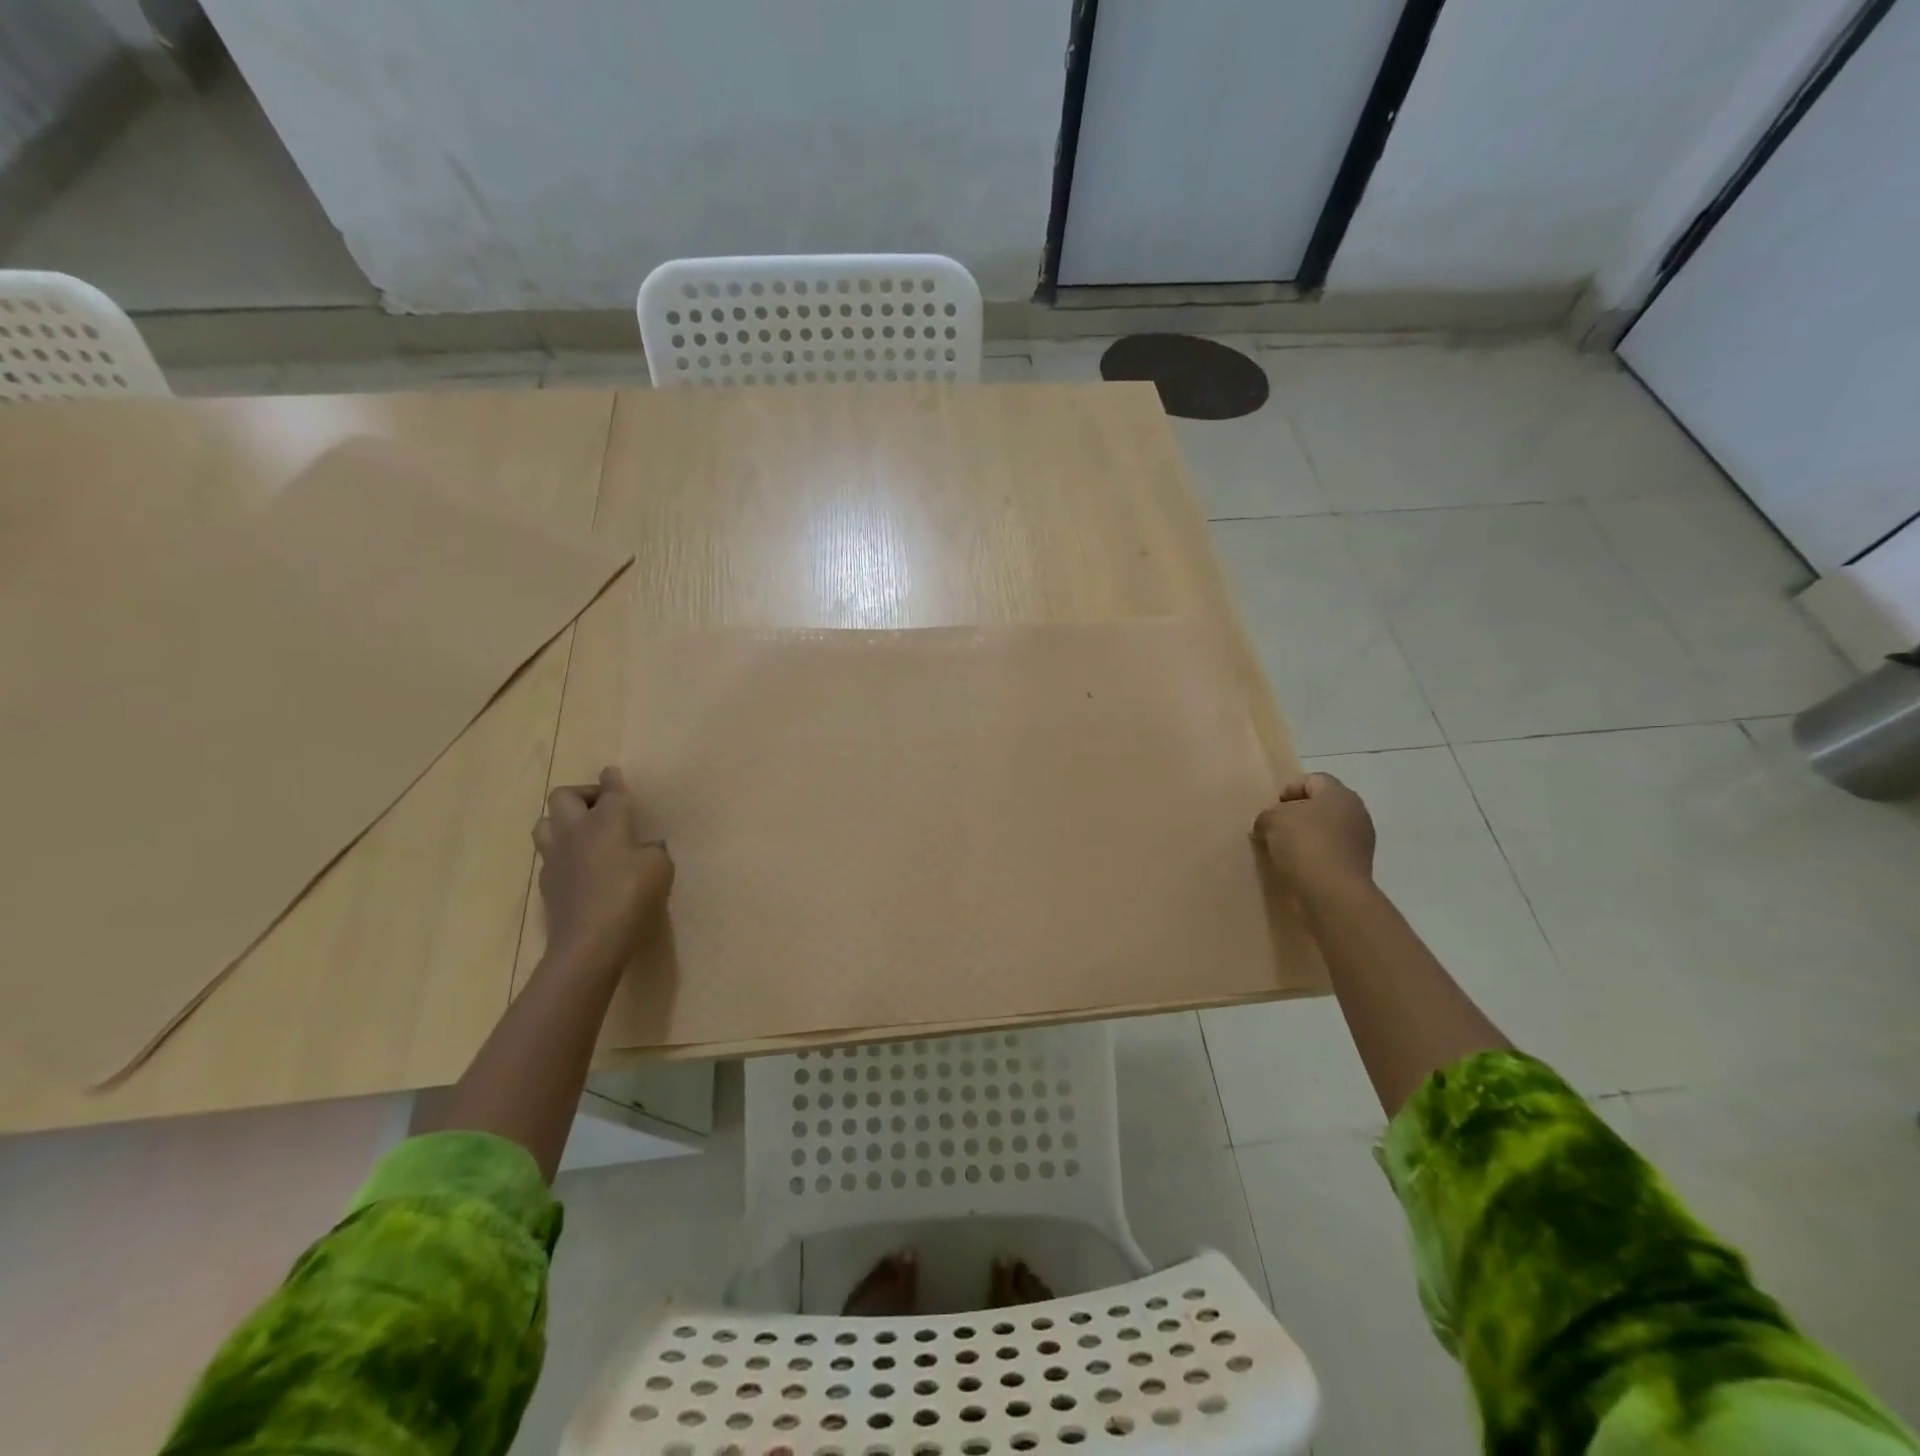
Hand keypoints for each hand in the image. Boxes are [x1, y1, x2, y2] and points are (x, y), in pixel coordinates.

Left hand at [532, 767, 673, 968]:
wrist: (589, 943)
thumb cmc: (630, 896)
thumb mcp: (660, 869)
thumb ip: (653, 851)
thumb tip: (646, 848)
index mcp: (606, 822)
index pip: (610, 791)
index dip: (613, 780)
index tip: (612, 772)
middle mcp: (575, 832)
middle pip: (563, 797)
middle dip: (581, 793)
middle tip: (601, 806)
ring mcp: (555, 858)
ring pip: (544, 823)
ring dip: (562, 821)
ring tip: (584, 833)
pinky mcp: (547, 884)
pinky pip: (549, 856)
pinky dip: (564, 853)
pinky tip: (581, 866)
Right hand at [1253, 772, 1376, 896]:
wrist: (1333, 892)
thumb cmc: (1304, 844)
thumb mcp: (1272, 820)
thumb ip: (1268, 815)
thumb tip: (1269, 824)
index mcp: (1339, 794)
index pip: (1312, 780)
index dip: (1289, 790)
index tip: (1272, 808)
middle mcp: (1356, 812)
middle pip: (1321, 806)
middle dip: (1297, 814)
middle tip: (1274, 828)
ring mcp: (1361, 841)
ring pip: (1326, 831)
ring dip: (1305, 837)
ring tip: (1282, 851)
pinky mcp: (1358, 866)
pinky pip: (1330, 853)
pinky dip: (1314, 857)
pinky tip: (1296, 868)